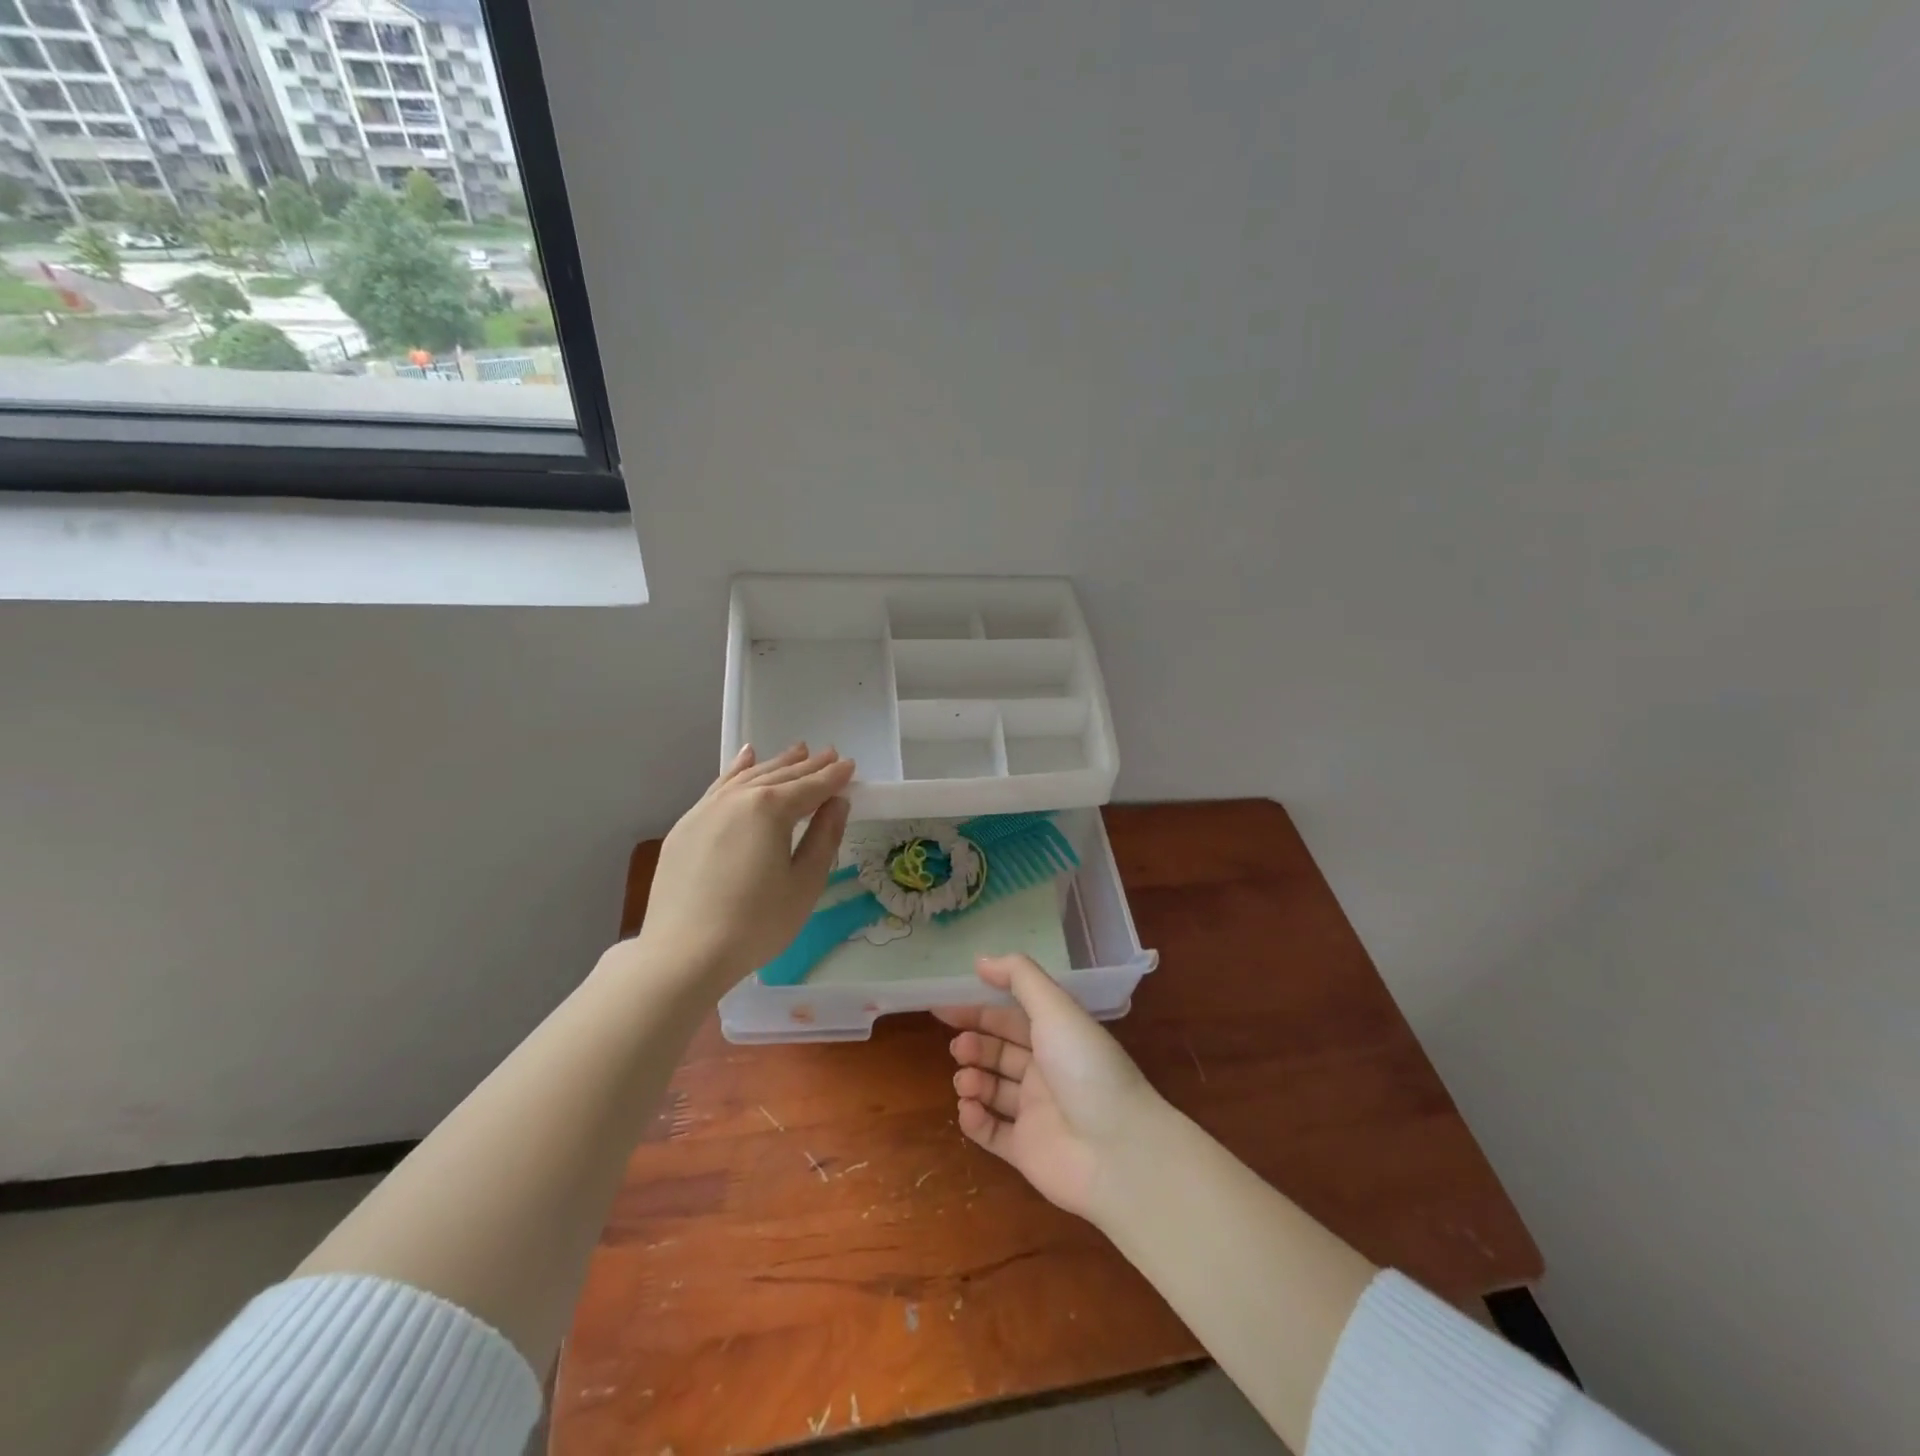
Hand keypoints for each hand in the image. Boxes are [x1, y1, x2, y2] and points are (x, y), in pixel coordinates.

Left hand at [634, 742, 854, 986]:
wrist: (683, 954)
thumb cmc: (755, 924)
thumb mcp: (804, 884)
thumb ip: (823, 838)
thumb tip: (837, 804)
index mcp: (771, 809)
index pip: (810, 787)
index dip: (833, 776)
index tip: (850, 765)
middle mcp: (738, 798)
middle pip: (780, 776)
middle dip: (808, 766)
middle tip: (830, 754)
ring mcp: (706, 809)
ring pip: (748, 776)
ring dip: (775, 763)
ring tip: (797, 751)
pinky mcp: (686, 826)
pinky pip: (719, 787)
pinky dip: (736, 770)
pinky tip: (745, 759)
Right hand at [937, 954, 1164, 1222]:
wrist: (1118, 1151)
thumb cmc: (1085, 1068)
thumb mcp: (1055, 1009)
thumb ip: (1019, 977)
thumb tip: (981, 960)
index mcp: (1057, 1036)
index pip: (1011, 1017)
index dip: (978, 1010)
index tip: (943, 1007)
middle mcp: (1046, 1071)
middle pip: (999, 1052)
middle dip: (974, 1045)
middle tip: (959, 1047)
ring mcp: (1036, 1113)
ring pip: (993, 1090)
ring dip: (972, 1079)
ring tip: (965, 1079)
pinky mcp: (1026, 1151)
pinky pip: (992, 1132)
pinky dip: (975, 1120)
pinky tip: (968, 1109)